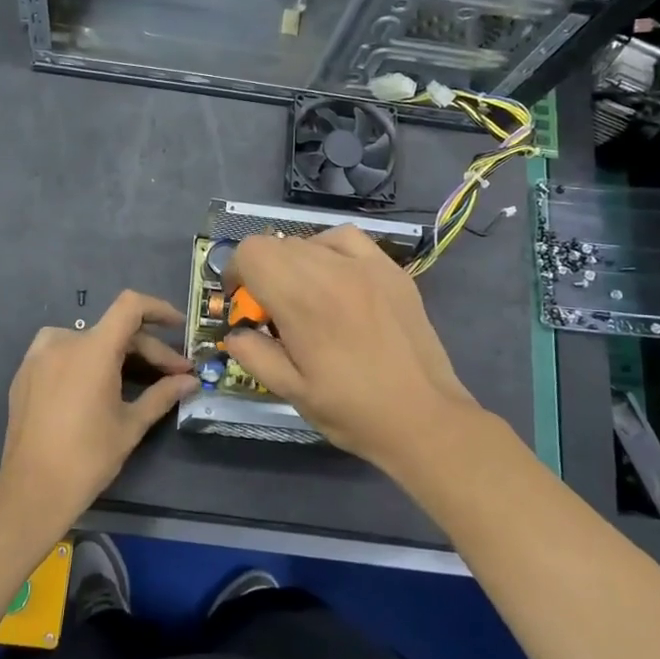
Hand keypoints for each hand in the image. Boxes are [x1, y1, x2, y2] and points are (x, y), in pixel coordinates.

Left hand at [0, 290, 198, 523]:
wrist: (32, 489)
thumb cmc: (88, 456)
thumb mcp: (131, 425)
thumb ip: (162, 394)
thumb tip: (190, 381)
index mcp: (93, 349)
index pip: (130, 306)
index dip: (158, 309)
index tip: (179, 326)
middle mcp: (63, 341)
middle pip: (114, 331)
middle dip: (148, 351)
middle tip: (174, 376)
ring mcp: (38, 355)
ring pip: (89, 341)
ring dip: (117, 354)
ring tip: (138, 379)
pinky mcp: (25, 372)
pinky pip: (64, 353)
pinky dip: (87, 361)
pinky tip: (99, 386)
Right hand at [225, 226, 483, 470]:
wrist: (424, 418)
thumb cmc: (352, 409)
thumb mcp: (290, 391)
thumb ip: (252, 354)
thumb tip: (235, 332)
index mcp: (301, 299)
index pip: (252, 252)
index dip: (237, 273)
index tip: (243, 305)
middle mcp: (331, 269)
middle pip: (277, 244)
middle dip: (263, 272)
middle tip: (273, 312)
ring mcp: (366, 265)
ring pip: (310, 240)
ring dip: (295, 262)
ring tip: (305, 296)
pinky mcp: (391, 270)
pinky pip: (347, 240)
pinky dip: (329, 250)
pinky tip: (336, 278)